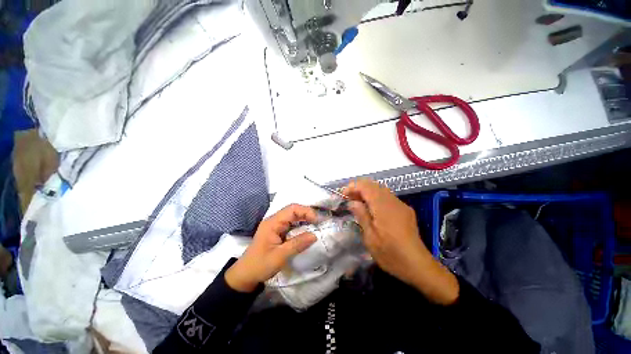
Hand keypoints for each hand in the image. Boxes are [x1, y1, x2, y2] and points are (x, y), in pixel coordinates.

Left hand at [225, 204, 318, 292]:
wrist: (245, 275)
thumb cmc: (260, 265)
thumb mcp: (280, 256)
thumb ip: (297, 244)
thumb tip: (314, 235)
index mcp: (273, 223)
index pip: (292, 209)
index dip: (306, 211)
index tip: (316, 220)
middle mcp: (274, 220)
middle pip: (293, 210)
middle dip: (306, 214)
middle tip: (318, 222)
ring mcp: (275, 225)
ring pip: (292, 216)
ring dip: (304, 219)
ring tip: (315, 225)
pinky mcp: (277, 231)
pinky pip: (291, 224)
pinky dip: (300, 225)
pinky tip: (306, 230)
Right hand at [344, 179, 458, 304]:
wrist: (419, 266)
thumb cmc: (391, 255)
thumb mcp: (371, 238)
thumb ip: (362, 216)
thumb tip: (353, 202)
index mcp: (383, 207)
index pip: (366, 186)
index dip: (353, 187)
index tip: (343, 195)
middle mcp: (393, 202)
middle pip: (374, 185)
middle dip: (359, 188)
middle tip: (349, 199)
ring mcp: (401, 205)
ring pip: (381, 189)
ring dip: (367, 192)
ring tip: (357, 203)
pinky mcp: (405, 210)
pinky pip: (387, 197)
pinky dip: (376, 197)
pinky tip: (372, 209)